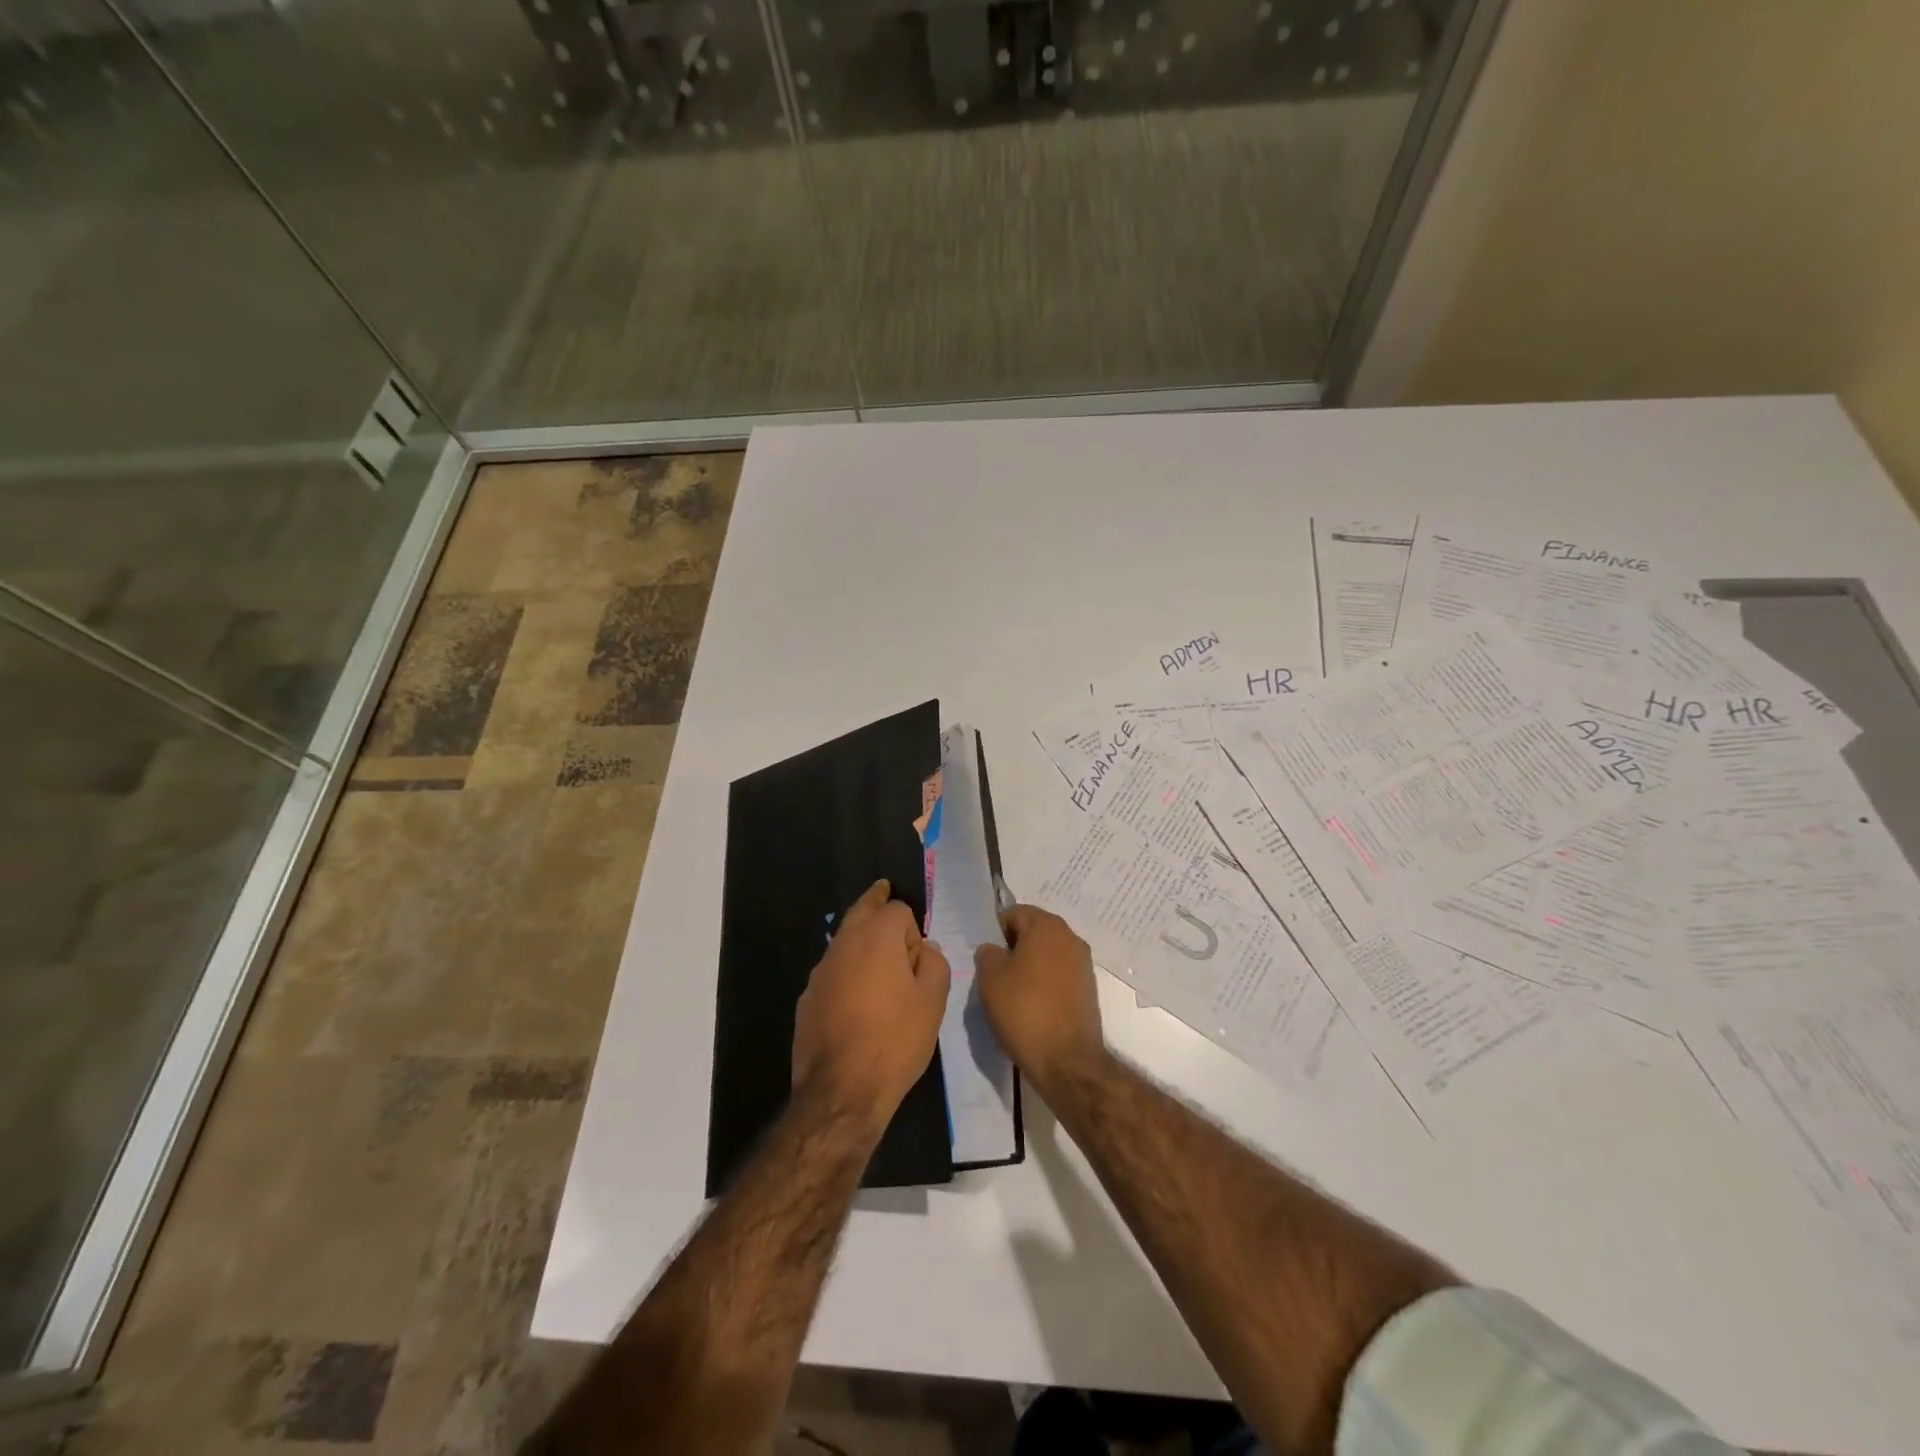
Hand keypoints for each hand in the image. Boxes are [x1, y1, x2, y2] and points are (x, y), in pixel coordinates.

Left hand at [793, 880, 950, 1134]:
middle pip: (861, 910)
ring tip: (876, 958)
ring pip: (844, 941)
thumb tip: (923, 950)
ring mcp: (820, 972)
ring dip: (860, 940)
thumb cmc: (895, 1040)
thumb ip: (934, 963)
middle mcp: (843, 944)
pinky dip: (847, 972)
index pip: (897, 909)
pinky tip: (857, 1000)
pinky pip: (833, 972)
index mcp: (876, 937)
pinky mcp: (807, 998)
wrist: (841, 1092)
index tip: (920, 959)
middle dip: (875, 903)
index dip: (913, 930)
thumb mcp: (933, 1001)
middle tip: (883, 891)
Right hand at [974, 905, 1106, 1096]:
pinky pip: (1059, 975)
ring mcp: (1083, 964)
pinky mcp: (1088, 989)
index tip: (985, 956)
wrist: (1066, 1060)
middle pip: (1033, 932)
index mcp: (1047, 926)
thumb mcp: (990, 978)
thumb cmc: (1024, 1010)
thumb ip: (987, 953)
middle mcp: (1070, 937)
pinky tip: (1031, 1006)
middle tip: (994, 975)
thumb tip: (994, 950)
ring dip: (1029, 967)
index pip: (1014, 913)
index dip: (996, 932)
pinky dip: (1044, 984)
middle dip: (1013, 948)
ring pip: (1047, 955)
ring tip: (1012, 993)